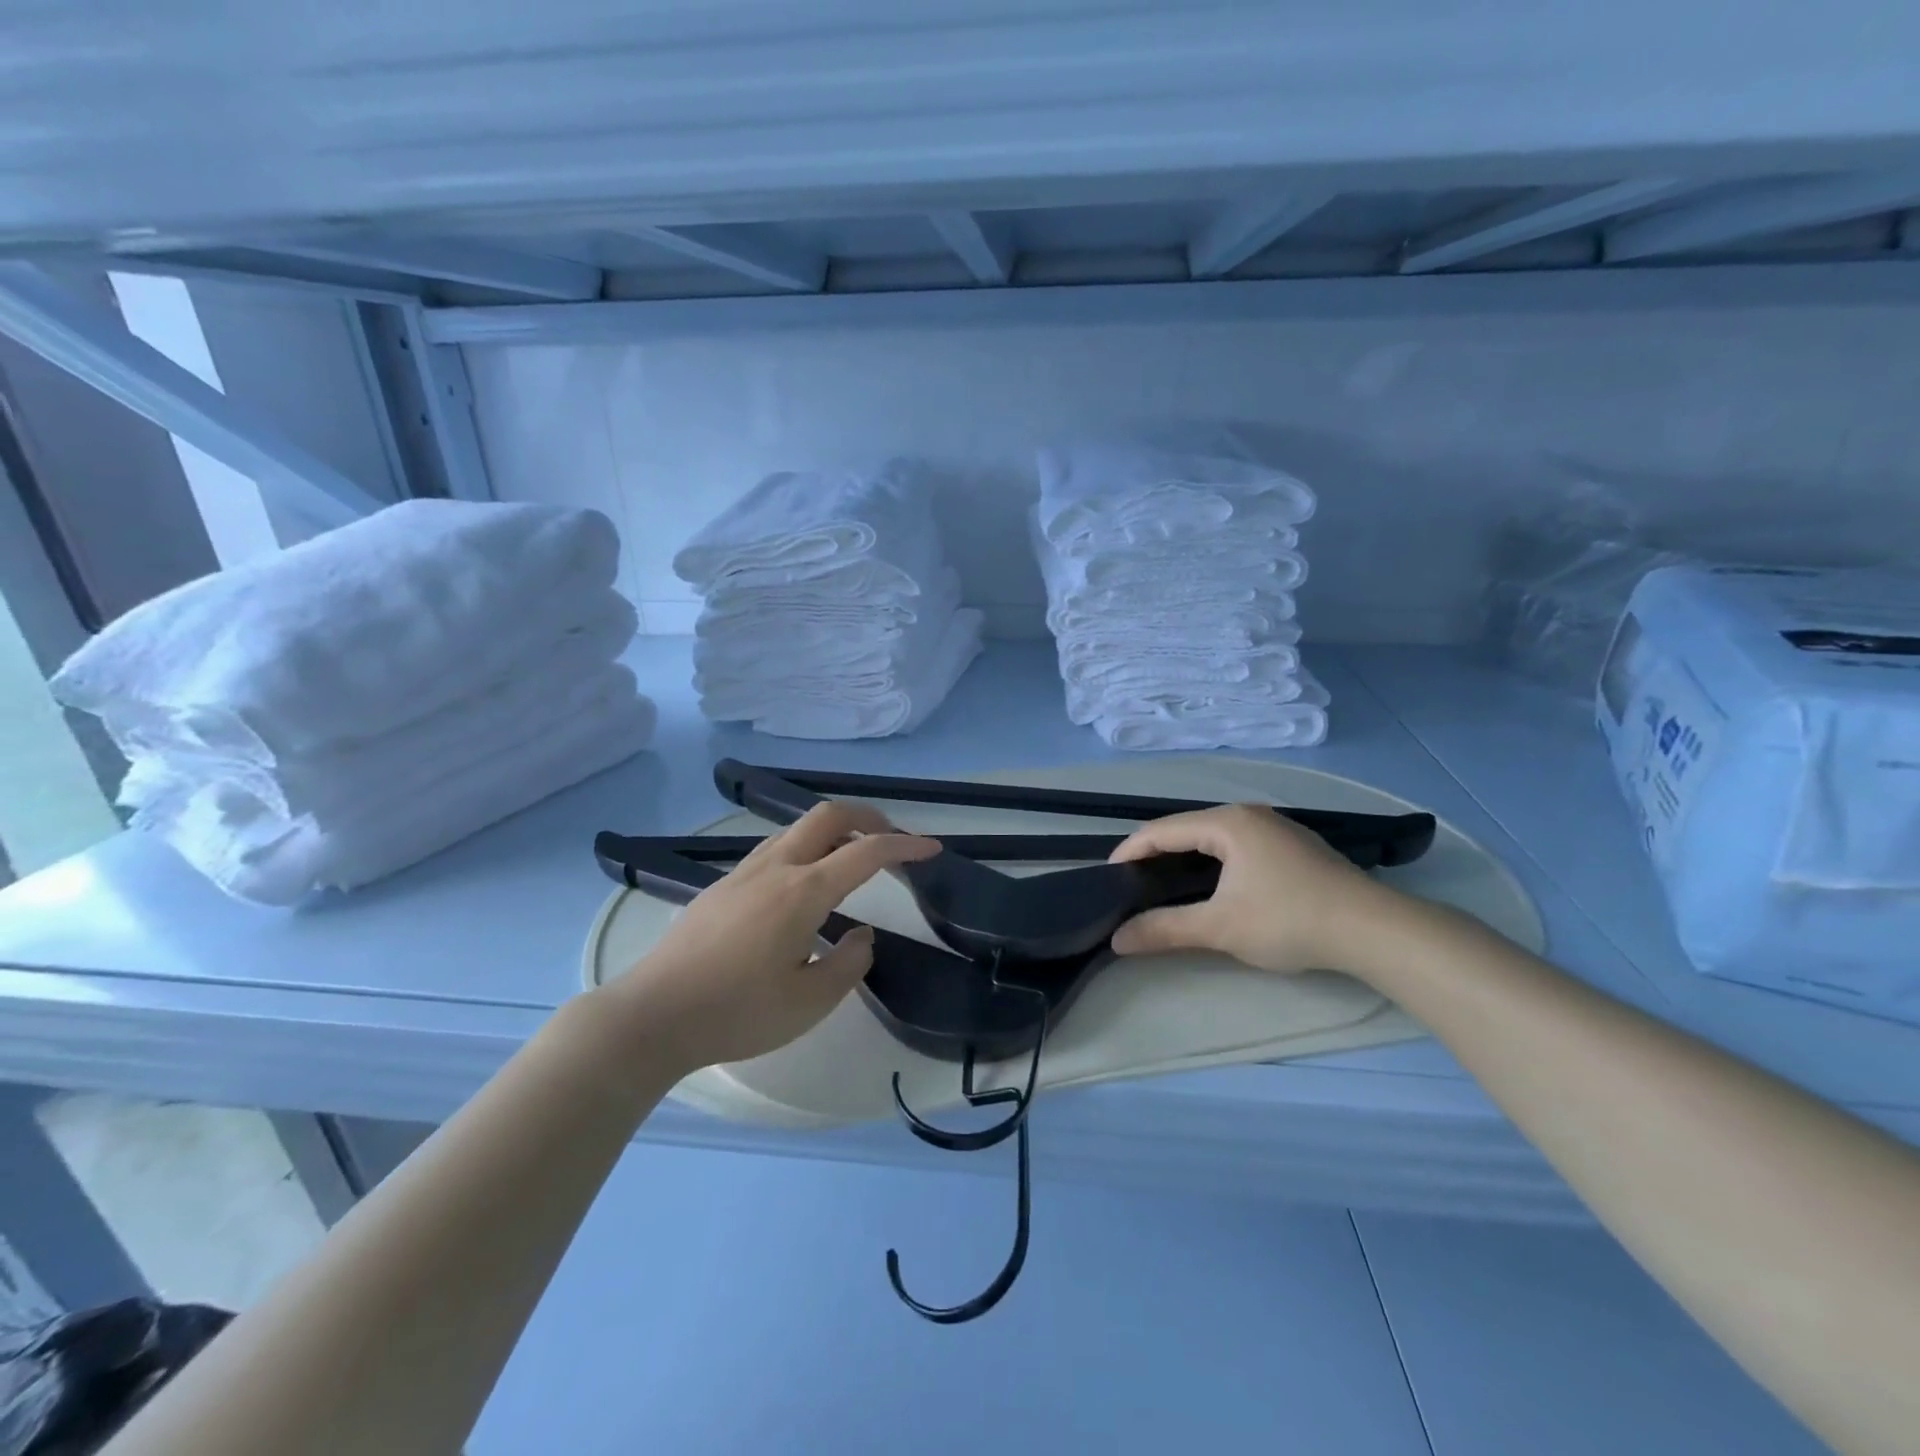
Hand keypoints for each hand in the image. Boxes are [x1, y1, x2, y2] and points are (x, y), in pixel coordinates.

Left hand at [605, 801, 939, 1072]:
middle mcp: (776, 868)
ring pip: (798, 827)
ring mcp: (743, 872)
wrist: (652, 1015)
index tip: (932, 848)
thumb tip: (861, 935)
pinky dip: (806, 847)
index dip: (905, 845)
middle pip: (828, 815)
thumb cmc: (736, 1013)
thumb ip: (849, 964)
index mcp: (803, 892)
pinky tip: (804, 884)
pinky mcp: (721, 886)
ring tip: (852, 858)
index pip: (866, 852)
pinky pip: (775, 847)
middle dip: (867, 817)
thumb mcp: (809, 1002)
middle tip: (891, 840)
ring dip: (834, 830)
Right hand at [1108, 804, 1391, 974]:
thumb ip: (1165, 929)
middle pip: (1187, 828)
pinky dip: (1214, 861)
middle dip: (1156, 853)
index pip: (1162, 830)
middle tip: (1133, 884)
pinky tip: (1213, 885)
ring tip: (1164, 884)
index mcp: (1227, 823)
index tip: (1108, 877)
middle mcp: (1249, 814)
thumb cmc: (1290, 920)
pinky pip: (1238, 845)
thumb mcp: (1221, 927)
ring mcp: (1275, 828)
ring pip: (1214, 837)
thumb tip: (1117, 939)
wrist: (1374, 930)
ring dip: (1186, 857)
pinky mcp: (1293, 847)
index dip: (1130, 851)